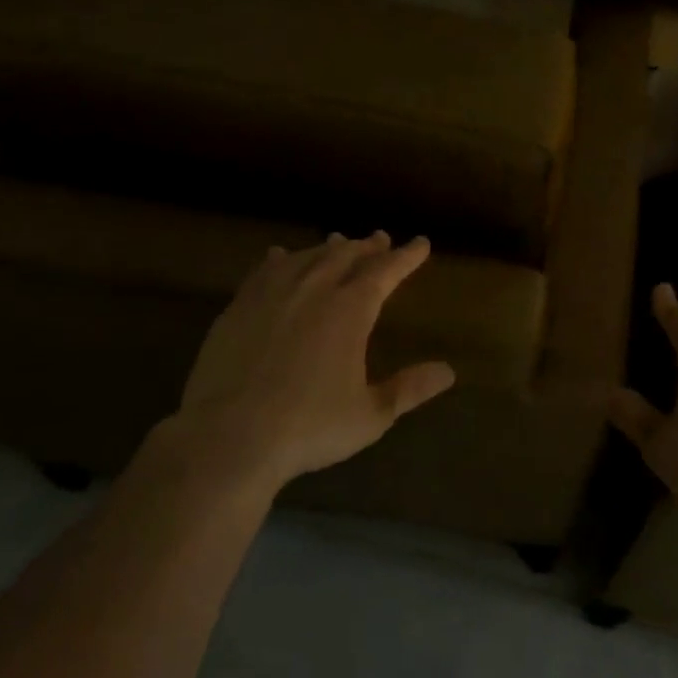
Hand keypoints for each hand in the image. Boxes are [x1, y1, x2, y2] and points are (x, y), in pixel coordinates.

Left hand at [166, 232, 455, 492]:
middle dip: (368, 247)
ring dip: (328, 249)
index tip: (421, 243)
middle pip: (346, 257)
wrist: (229, 438)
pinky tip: (280, 257)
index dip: (406, 256)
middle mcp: (313, 291)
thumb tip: (448, 371)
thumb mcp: (371, 415)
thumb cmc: (309, 427)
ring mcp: (272, 296)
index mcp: (350, 311)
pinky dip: (280, 260)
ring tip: (339, 242)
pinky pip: (264, 271)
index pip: (386, 272)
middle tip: (380, 239)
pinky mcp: (238, 309)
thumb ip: (409, 389)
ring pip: (306, 258)